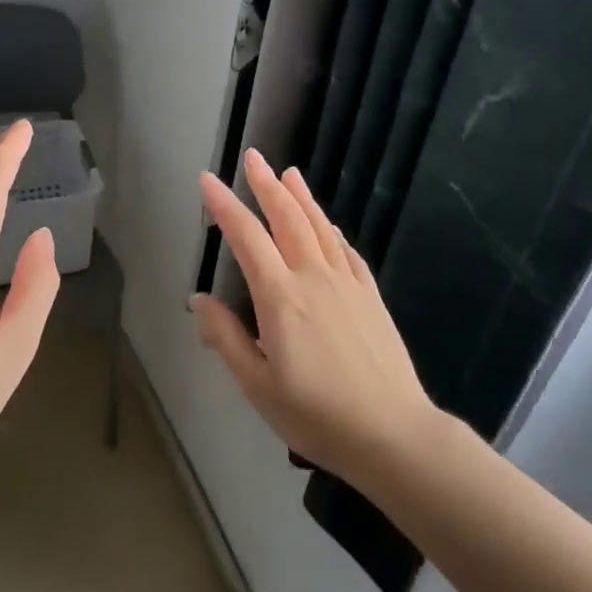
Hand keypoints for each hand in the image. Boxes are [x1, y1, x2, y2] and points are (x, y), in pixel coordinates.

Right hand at [192, 149, 436, 480]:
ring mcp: (348, 285)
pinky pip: (348, 252)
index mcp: (281, 298)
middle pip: (287, 219)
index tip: (208, 180)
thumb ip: (226, 338)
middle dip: (267, 185)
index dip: (224, 206)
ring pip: (320, 228)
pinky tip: (328, 225)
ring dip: (302, 198)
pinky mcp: (371, 297)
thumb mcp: (257, 385)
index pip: (247, 238)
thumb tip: (199, 299)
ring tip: (289, 172)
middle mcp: (314, 278)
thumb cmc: (316, 415)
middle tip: (253, 157)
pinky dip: (333, 231)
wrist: (392, 433)